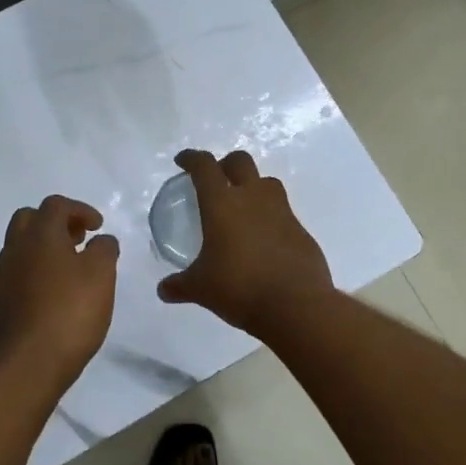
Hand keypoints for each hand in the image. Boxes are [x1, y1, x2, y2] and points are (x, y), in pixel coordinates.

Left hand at [0, 195, 119, 393]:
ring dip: (44, 249)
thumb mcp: (101, 276)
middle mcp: (14, 249)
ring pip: (20, 248)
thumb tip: (101, 239)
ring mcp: (1, 277)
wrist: (24, 366)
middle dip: (55, 223)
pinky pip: (16, 275)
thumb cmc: (68, 314)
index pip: (56, 205)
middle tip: (78, 240)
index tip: (97, 227)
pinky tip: (52, 297)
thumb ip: (104, 250)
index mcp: (39, 235)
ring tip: (69, 270)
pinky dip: (34, 274)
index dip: (80, 210)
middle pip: (29, 219)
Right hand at [156, 149, 333, 335]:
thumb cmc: (240, 288)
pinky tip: (262, 239)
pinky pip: (283, 211)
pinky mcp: (301, 230)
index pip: (205, 166)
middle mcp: (253, 198)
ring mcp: (282, 211)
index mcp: (223, 203)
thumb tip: (164, 290)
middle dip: (225, 164)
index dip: (191, 158)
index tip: (183, 161)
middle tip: (215, 180)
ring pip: (267, 182)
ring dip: (253, 186)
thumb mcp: (202, 289)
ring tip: (242, 207)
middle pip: (240, 161)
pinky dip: (270, 216)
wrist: (297, 306)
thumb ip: (180, 285)